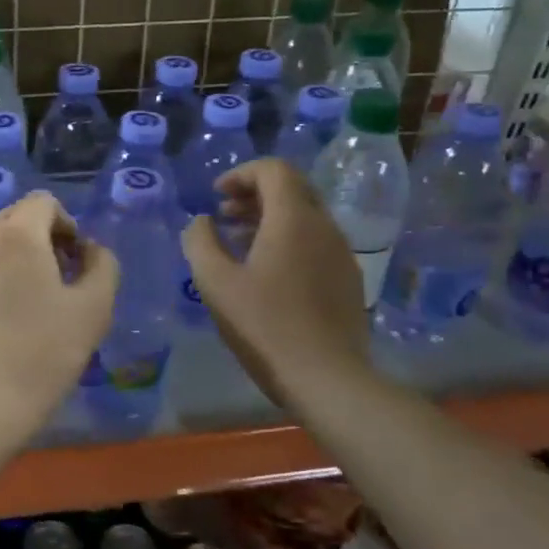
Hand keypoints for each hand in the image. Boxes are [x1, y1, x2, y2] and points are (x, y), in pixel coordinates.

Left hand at [0, 191, 118, 450]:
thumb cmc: (43, 354)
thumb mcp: (94, 310)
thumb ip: (102, 266)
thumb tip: (91, 249)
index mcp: (17, 236)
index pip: (42, 202)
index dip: (66, 224)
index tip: (75, 263)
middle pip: (13, 219)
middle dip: (40, 238)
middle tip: (57, 281)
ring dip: (13, 261)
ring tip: (28, 305)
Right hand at [181, 159, 373, 407]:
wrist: (327, 378)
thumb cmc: (265, 325)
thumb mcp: (215, 282)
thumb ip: (200, 242)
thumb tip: (201, 221)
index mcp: (293, 219)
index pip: (274, 169)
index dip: (241, 174)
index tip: (216, 196)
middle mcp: (324, 227)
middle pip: (292, 189)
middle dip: (255, 193)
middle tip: (225, 215)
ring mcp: (342, 253)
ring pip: (305, 216)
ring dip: (270, 218)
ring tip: (239, 243)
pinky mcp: (348, 279)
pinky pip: (316, 242)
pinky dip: (288, 240)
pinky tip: (267, 272)